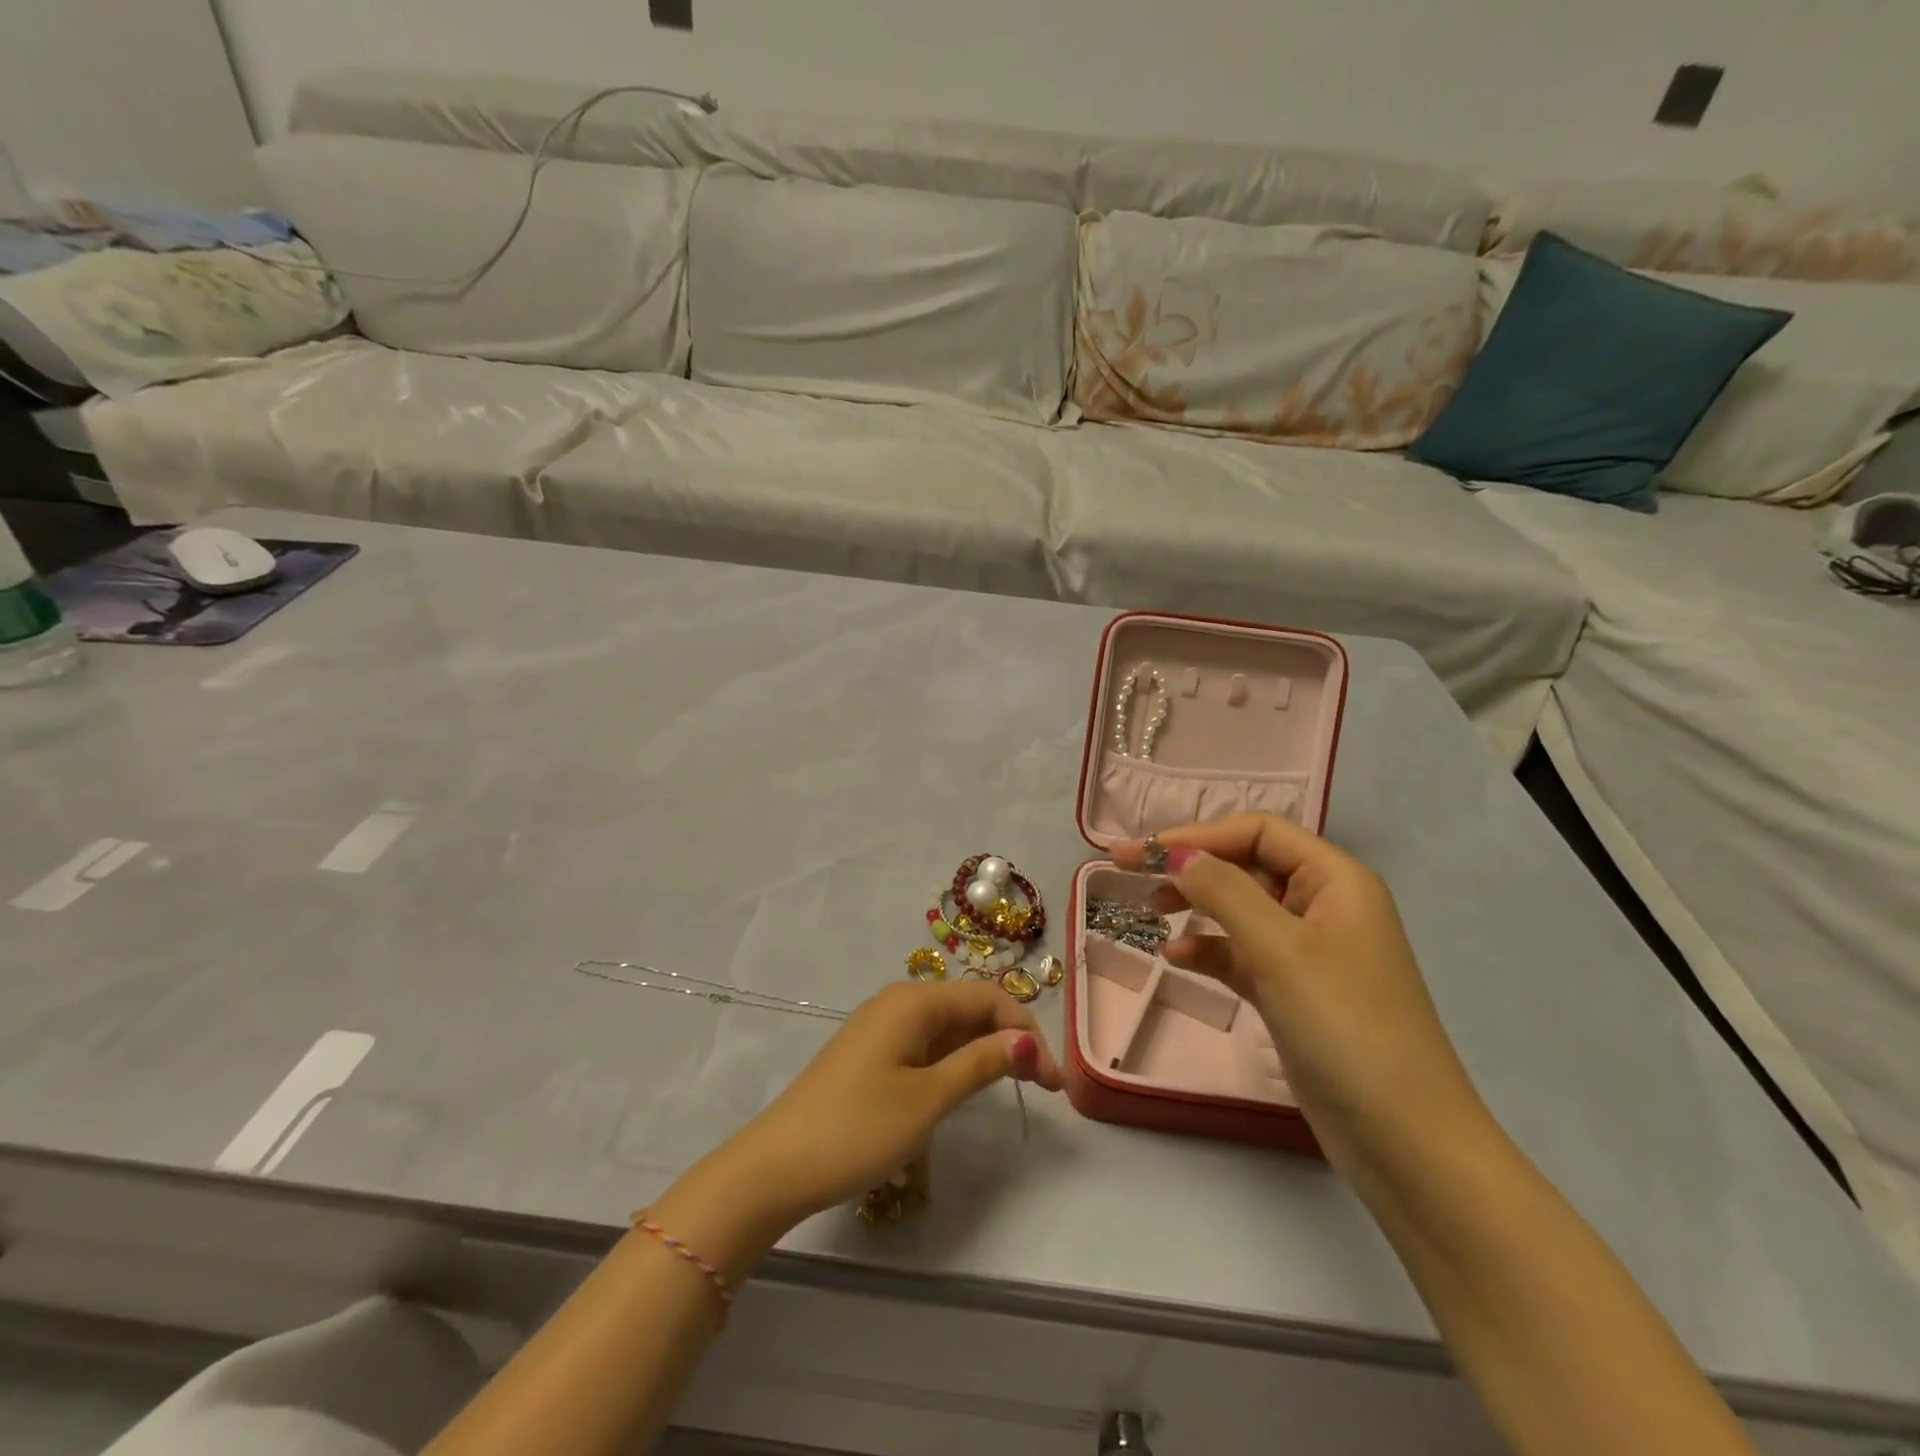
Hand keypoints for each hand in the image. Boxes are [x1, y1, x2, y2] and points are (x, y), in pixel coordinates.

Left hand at [713, 980, 1063, 1229]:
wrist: (776, 1167)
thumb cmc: (858, 1129)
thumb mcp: (928, 1098)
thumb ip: (980, 1063)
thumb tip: (1025, 1040)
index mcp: (914, 1001)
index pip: (988, 998)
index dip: (1026, 1032)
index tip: (1054, 1082)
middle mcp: (899, 1002)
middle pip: (969, 1008)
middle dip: (1009, 1040)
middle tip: (1043, 1088)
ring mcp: (881, 1027)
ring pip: (948, 1028)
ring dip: (984, 1051)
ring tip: (1016, 1088)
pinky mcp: (870, 1053)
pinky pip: (925, 1044)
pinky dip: (955, 1061)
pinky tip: (966, 1086)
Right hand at [1114, 814, 1482, 1159]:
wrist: (1404, 1142)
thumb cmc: (1345, 1026)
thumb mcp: (1279, 949)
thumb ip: (1223, 891)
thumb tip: (1176, 853)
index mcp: (1335, 880)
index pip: (1258, 832)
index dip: (1198, 835)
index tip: (1141, 852)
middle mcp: (1324, 906)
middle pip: (1246, 866)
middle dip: (1190, 867)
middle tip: (1129, 875)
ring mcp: (1309, 952)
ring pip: (1239, 910)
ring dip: (1195, 906)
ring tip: (1148, 911)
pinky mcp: (1293, 992)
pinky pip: (1241, 954)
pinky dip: (1208, 951)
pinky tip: (1176, 958)